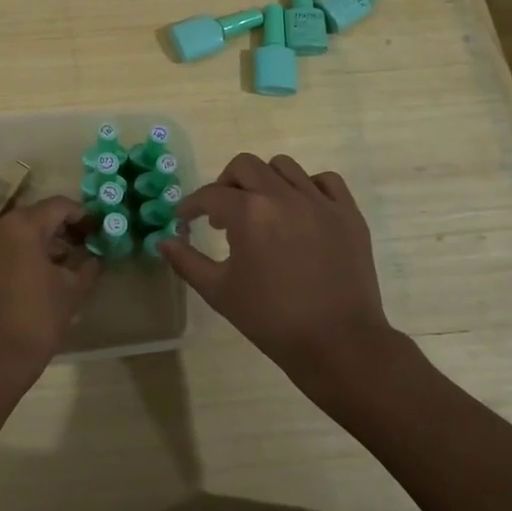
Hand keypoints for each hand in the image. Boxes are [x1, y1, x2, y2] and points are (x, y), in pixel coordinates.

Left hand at [0, 196, 99, 400]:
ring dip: (45, 244)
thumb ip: (87, 269)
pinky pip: (6, 251)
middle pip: (37, 217)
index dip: (83, 215)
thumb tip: (95, 259)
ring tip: (69, 265)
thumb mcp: (71, 293)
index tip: (100, 230)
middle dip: (64, 229)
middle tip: (87, 246)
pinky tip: (43, 279)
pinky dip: (26, 256)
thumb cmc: (34, 320)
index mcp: (22, 225)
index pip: (59, 206)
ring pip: (20, 234)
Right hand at [159, 154, 406, 395]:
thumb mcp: (219, 292)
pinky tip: (300, 209)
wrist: (338, 344)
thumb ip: (186, 261)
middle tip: (221, 213)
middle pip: (245, 166)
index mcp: (249, 213)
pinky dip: (308, 187)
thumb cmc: (271, 319)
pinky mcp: (348, 214)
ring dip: (264, 181)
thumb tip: (163, 241)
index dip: (192, 206)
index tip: (185, 219)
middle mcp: (283, 196)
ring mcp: (320, 202)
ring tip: (262, 209)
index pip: (210, 195)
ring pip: (284, 167)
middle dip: (225, 184)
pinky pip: (325, 181)